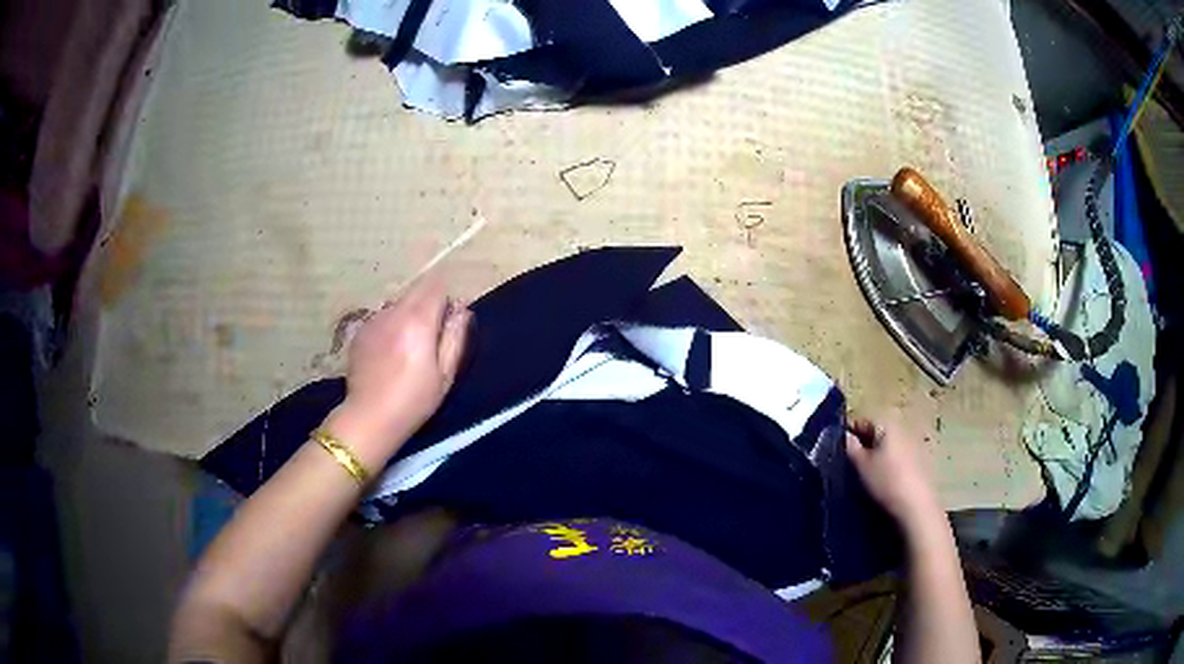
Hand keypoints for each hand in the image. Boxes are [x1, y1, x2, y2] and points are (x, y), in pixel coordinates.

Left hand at [327, 279, 471, 463]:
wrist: (370, 417)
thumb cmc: (414, 400)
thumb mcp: (445, 374)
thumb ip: (455, 337)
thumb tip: (462, 311)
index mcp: (418, 321)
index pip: (436, 286)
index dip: (446, 299)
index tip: (449, 320)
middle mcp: (394, 312)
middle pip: (416, 290)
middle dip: (427, 304)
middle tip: (430, 336)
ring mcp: (373, 320)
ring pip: (398, 303)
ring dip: (407, 314)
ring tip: (407, 346)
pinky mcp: (360, 331)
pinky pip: (381, 317)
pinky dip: (390, 326)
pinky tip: (388, 353)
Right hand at [845, 416, 942, 532]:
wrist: (916, 505)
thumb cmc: (886, 481)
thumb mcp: (862, 465)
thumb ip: (850, 446)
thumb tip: (843, 435)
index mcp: (887, 423)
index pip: (861, 420)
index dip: (847, 433)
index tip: (838, 449)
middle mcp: (902, 427)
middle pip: (876, 431)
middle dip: (863, 443)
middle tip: (850, 462)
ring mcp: (913, 442)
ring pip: (887, 443)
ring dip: (876, 453)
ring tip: (866, 472)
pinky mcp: (920, 458)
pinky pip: (898, 454)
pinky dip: (888, 461)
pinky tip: (884, 478)